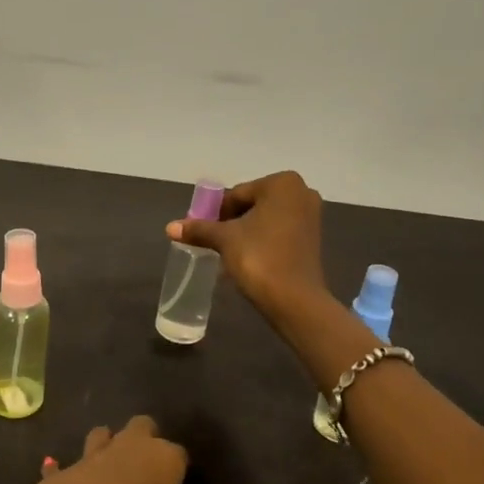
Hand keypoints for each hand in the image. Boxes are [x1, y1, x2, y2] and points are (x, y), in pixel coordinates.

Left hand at [0, 417, 237, 483]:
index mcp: (162, 460)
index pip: (180, 454)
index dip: (179, 467)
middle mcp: (130, 447)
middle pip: (143, 426)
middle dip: (146, 438)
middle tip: (148, 466)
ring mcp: (94, 453)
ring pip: (104, 434)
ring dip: (106, 443)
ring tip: (110, 464)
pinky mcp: (65, 469)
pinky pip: (65, 464)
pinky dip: (63, 468)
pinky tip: (55, 469)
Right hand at [166, 171, 326, 320]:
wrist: (294, 300)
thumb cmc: (259, 258)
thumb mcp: (224, 240)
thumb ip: (199, 229)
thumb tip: (170, 227)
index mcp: (282, 183)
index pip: (236, 195)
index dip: (216, 213)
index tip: (203, 232)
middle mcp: (301, 192)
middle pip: (252, 205)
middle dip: (232, 223)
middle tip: (214, 243)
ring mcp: (311, 216)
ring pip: (265, 220)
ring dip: (246, 234)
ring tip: (228, 254)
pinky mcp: (313, 239)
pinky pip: (279, 233)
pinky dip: (262, 242)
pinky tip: (248, 260)